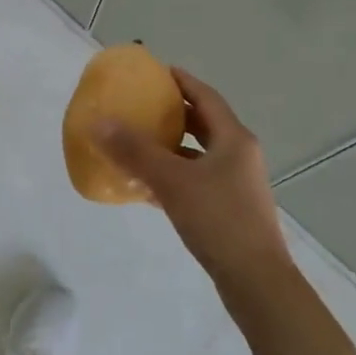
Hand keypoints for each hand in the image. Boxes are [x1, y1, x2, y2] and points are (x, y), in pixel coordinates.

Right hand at [96, 68, 293, 296]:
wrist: (256, 282)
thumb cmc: (218, 220)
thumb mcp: (172, 180)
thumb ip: (134, 151)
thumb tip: (99, 122)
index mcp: (234, 139)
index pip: (205, 97)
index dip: (182, 81)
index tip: (157, 72)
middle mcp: (239, 156)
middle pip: (204, 124)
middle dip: (174, 114)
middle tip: (143, 106)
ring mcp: (237, 185)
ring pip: (199, 155)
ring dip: (172, 148)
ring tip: (138, 145)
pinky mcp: (230, 210)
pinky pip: (197, 181)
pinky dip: (174, 176)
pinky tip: (147, 187)